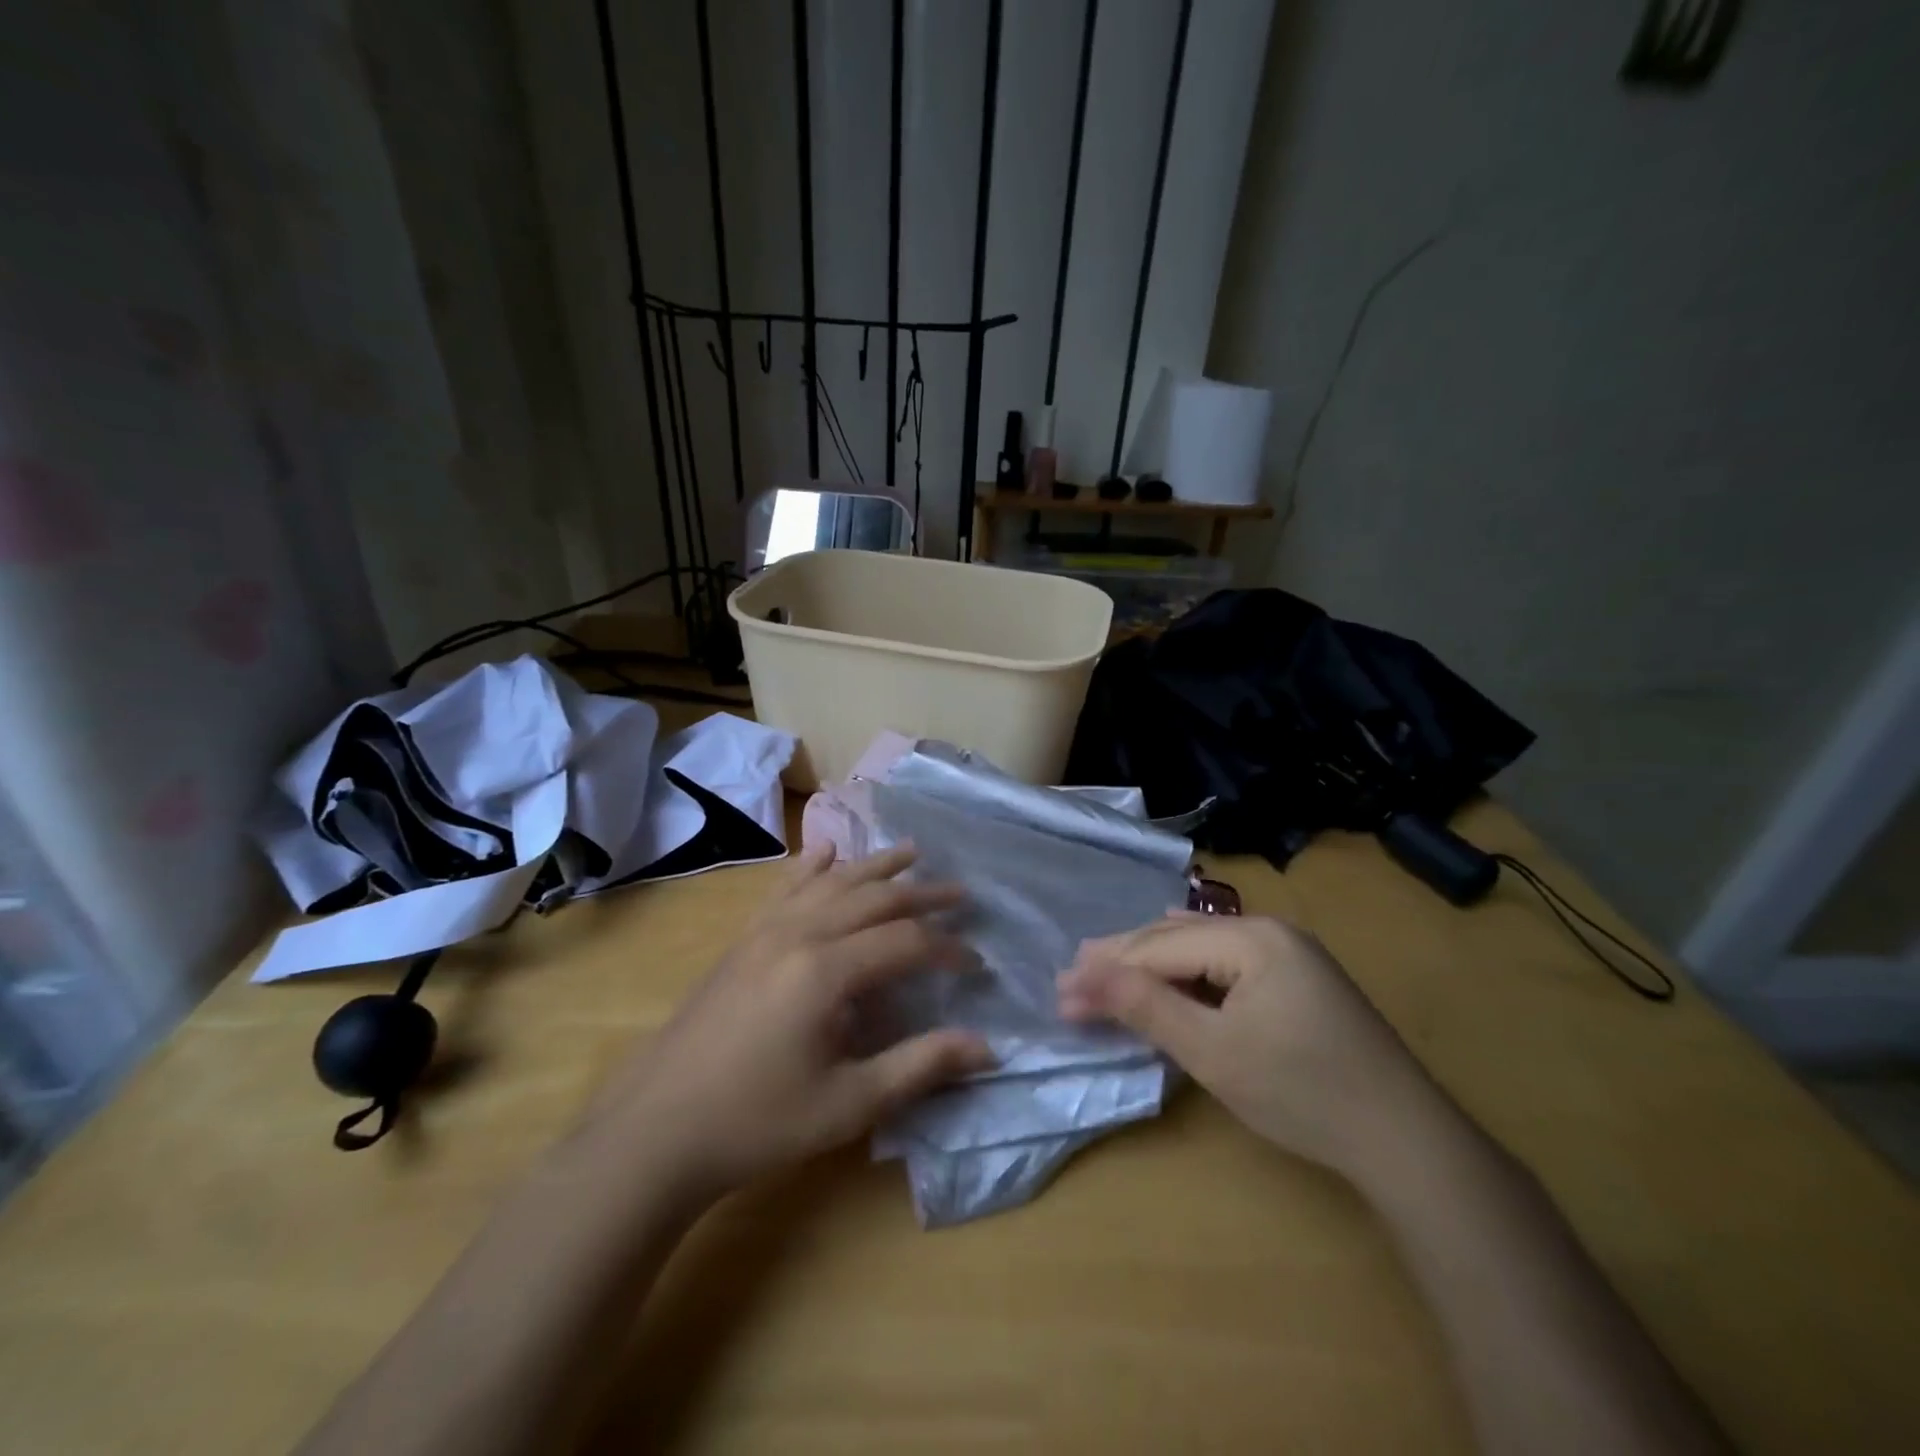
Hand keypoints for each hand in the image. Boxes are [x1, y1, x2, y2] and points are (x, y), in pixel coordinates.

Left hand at [589, 843, 993, 1200]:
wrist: (657, 1129)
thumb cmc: (758, 1123)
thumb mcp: (849, 1104)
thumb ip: (920, 1066)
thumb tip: (987, 1047)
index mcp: (826, 971)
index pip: (905, 942)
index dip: (946, 950)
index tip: (976, 964)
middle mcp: (798, 935)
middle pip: (873, 899)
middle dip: (922, 894)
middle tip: (961, 893)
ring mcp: (765, 932)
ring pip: (831, 883)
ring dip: (875, 866)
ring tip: (911, 851)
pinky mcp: (742, 941)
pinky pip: (784, 889)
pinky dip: (810, 867)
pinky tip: (824, 850)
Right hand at [1056, 915, 1446, 1179]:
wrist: (1406, 1140)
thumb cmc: (1301, 1093)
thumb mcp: (1212, 1052)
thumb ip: (1146, 1007)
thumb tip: (1083, 976)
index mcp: (1251, 937)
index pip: (1160, 948)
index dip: (1107, 970)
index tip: (1060, 991)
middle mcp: (1268, 930)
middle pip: (1177, 939)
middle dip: (1123, 959)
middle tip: (1070, 973)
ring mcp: (1289, 952)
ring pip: (1200, 947)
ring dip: (1152, 961)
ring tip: (1103, 962)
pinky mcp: (1298, 978)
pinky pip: (1226, 961)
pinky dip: (1188, 967)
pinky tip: (1170, 953)